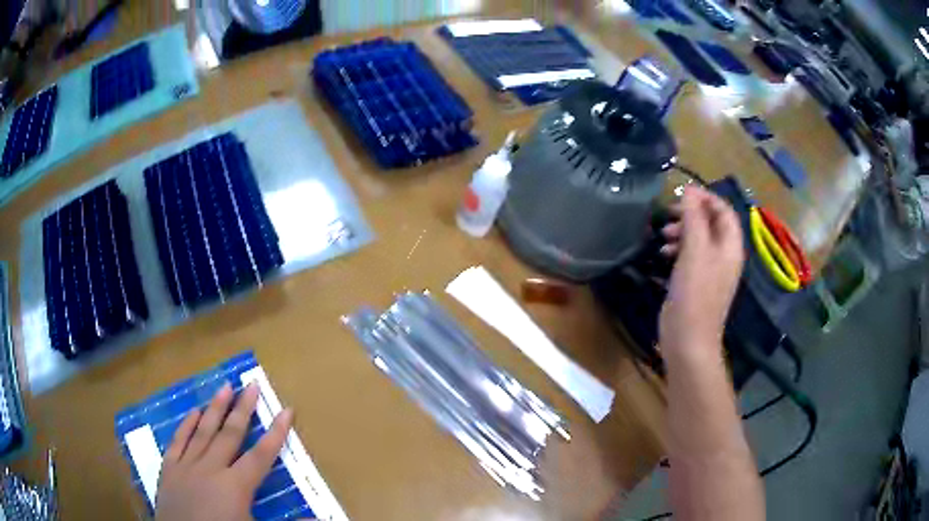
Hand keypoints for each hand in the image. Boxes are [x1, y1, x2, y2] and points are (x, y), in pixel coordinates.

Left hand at [155, 382, 293, 520]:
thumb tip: (322, 520)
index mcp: (235, 486)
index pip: (261, 455)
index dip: (276, 433)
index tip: (286, 410)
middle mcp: (211, 469)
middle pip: (230, 435)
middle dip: (243, 409)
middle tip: (251, 384)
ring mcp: (187, 466)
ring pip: (203, 432)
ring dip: (215, 409)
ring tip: (225, 386)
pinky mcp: (169, 469)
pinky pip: (178, 442)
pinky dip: (186, 425)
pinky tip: (193, 412)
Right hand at [659, 186, 744, 362]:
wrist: (689, 339)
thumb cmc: (695, 292)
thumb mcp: (695, 249)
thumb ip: (693, 217)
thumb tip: (690, 189)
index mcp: (730, 246)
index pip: (724, 210)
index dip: (705, 197)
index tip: (681, 194)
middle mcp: (724, 256)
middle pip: (711, 223)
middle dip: (690, 215)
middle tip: (669, 216)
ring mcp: (711, 271)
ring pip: (699, 240)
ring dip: (682, 233)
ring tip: (663, 237)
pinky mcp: (697, 284)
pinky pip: (691, 257)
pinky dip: (678, 250)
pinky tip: (663, 255)